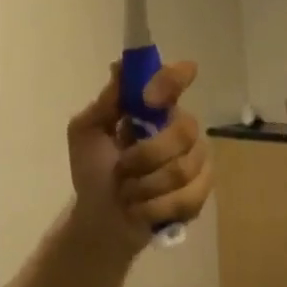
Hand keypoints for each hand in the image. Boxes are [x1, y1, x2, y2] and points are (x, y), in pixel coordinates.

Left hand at [66, 62, 213, 255]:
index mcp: (153, 107)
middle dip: (147, 155)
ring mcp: (195, 159)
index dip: (172, 79)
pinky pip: (188, 197)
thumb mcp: (86, 133)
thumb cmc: (93, 171)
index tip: (150, 98)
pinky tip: (141, 209)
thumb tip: (120, 66)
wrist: (100, 219)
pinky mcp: (200, 192)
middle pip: (185, 129)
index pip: (175, 79)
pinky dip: (156, 207)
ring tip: (127, 192)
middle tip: (122, 168)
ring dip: (146, 186)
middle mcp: (179, 127)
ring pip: (184, 168)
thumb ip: (105, 102)